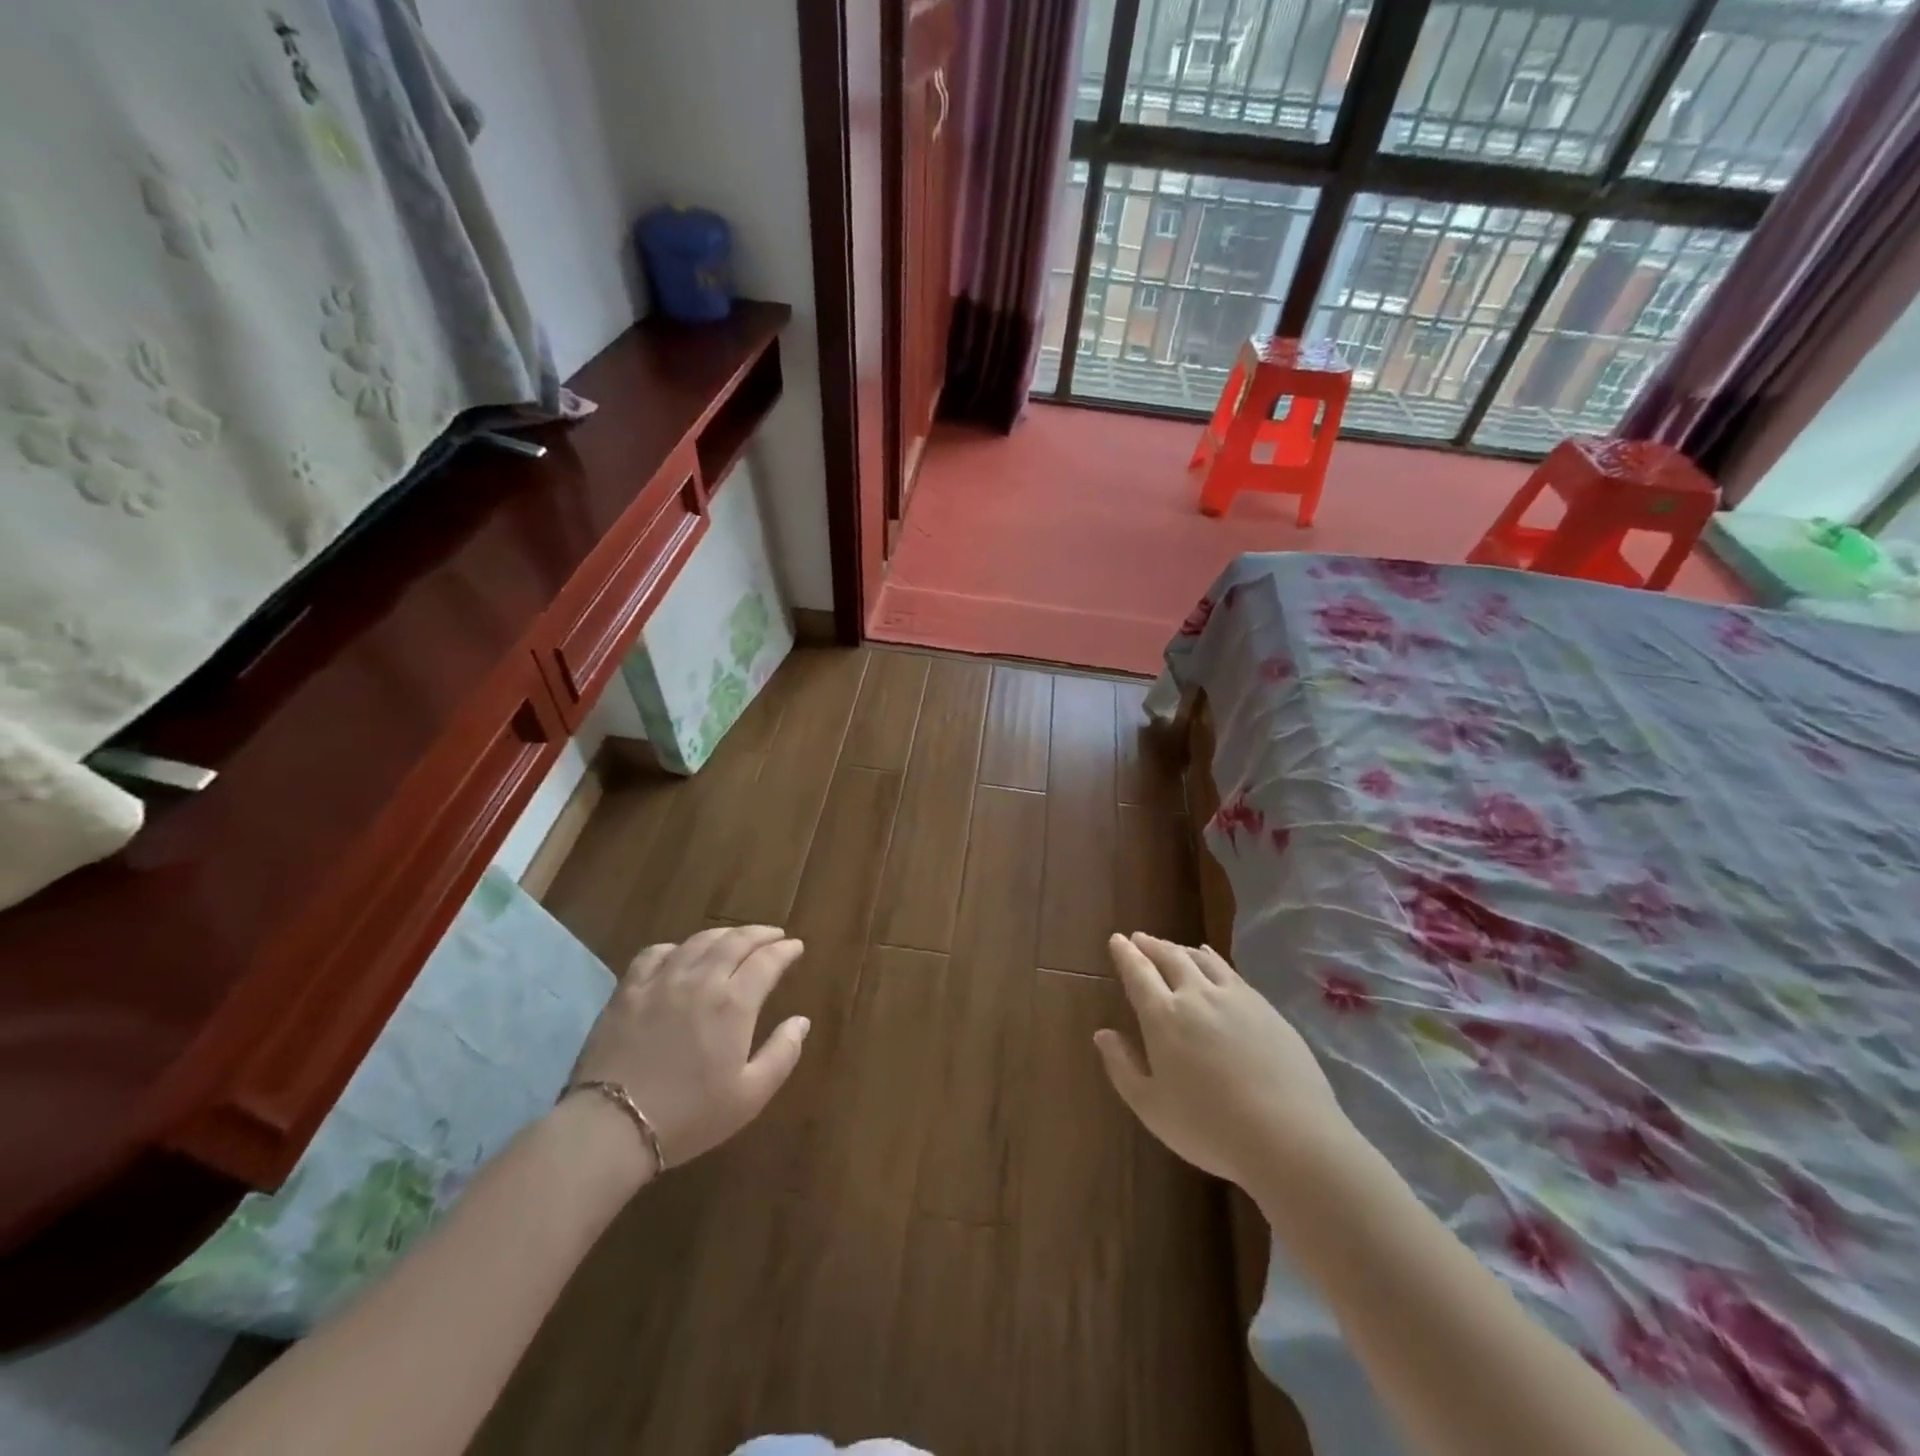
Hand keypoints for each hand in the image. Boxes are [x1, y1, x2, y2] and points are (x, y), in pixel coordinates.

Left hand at [565, 925, 810, 1174]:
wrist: (612, 1127)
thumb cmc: (689, 1116)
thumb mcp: (750, 1096)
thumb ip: (782, 1054)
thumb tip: (801, 1021)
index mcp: (734, 1003)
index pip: (767, 961)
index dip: (785, 951)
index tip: (796, 947)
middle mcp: (701, 980)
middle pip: (735, 941)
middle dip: (760, 934)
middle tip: (774, 935)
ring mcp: (661, 981)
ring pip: (698, 941)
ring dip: (724, 935)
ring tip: (735, 938)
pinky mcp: (628, 990)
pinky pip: (655, 953)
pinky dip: (676, 947)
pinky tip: (680, 954)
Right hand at [1094, 933, 1354, 1190]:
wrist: (1290, 1137)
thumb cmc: (1211, 1128)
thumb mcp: (1152, 1108)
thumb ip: (1122, 1067)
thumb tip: (1102, 1034)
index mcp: (1163, 1016)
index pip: (1138, 973)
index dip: (1125, 954)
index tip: (1117, 939)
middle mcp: (1196, 995)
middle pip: (1169, 957)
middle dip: (1150, 945)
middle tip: (1139, 939)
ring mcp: (1234, 997)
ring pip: (1200, 959)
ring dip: (1180, 949)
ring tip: (1171, 948)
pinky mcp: (1264, 1006)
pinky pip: (1229, 970)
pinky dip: (1212, 958)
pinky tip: (1211, 960)